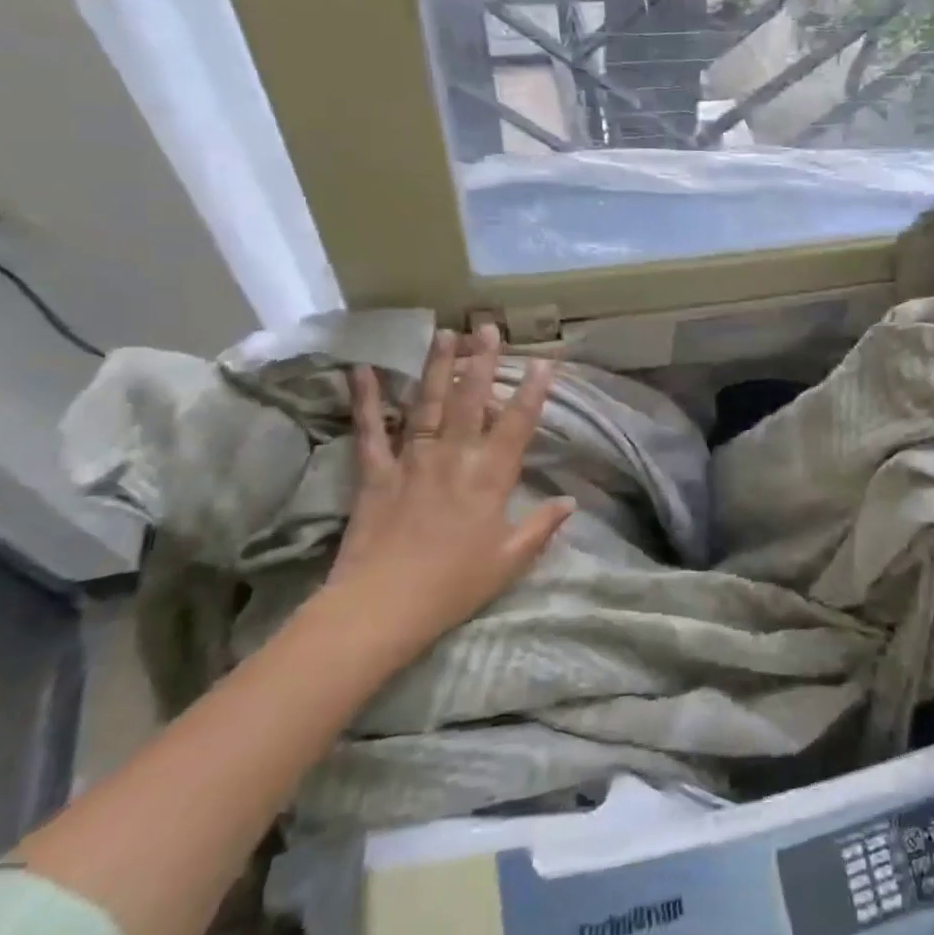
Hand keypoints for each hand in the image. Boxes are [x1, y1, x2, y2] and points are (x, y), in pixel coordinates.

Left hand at [324, 325, 574, 662]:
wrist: (381, 607)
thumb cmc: (454, 585)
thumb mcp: (510, 560)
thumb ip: (542, 526)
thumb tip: (570, 502)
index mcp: (490, 477)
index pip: (517, 424)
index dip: (533, 391)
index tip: (545, 360)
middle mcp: (454, 457)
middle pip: (470, 400)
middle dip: (482, 361)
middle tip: (488, 327)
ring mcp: (412, 461)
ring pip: (427, 404)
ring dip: (436, 366)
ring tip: (444, 332)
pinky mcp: (375, 474)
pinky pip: (370, 431)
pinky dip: (366, 401)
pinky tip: (363, 370)